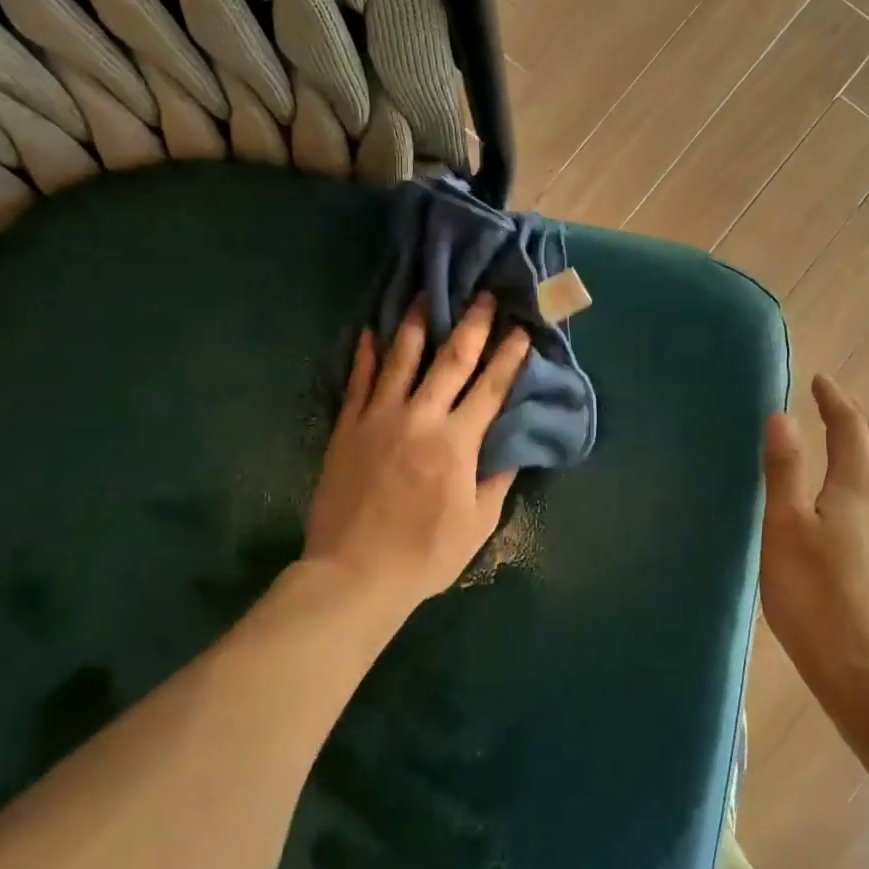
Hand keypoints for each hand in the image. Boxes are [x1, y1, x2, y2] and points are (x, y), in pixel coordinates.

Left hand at [304, 294, 530, 614]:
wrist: (354, 574)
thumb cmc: (425, 554)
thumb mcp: (477, 523)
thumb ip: (497, 478)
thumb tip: (513, 443)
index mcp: (456, 442)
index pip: (491, 388)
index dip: (510, 357)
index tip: (522, 330)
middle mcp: (420, 418)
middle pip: (450, 360)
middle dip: (471, 325)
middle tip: (482, 296)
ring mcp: (378, 419)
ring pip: (400, 359)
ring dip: (415, 324)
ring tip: (424, 294)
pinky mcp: (347, 429)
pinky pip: (358, 383)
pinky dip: (365, 356)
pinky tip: (370, 333)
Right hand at [760, 375, 868, 712]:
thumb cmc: (814, 595)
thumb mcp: (785, 528)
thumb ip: (785, 470)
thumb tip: (781, 416)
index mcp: (857, 486)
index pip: (849, 426)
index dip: (835, 399)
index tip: (820, 380)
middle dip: (857, 415)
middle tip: (833, 403)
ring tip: (847, 442)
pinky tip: (862, 500)